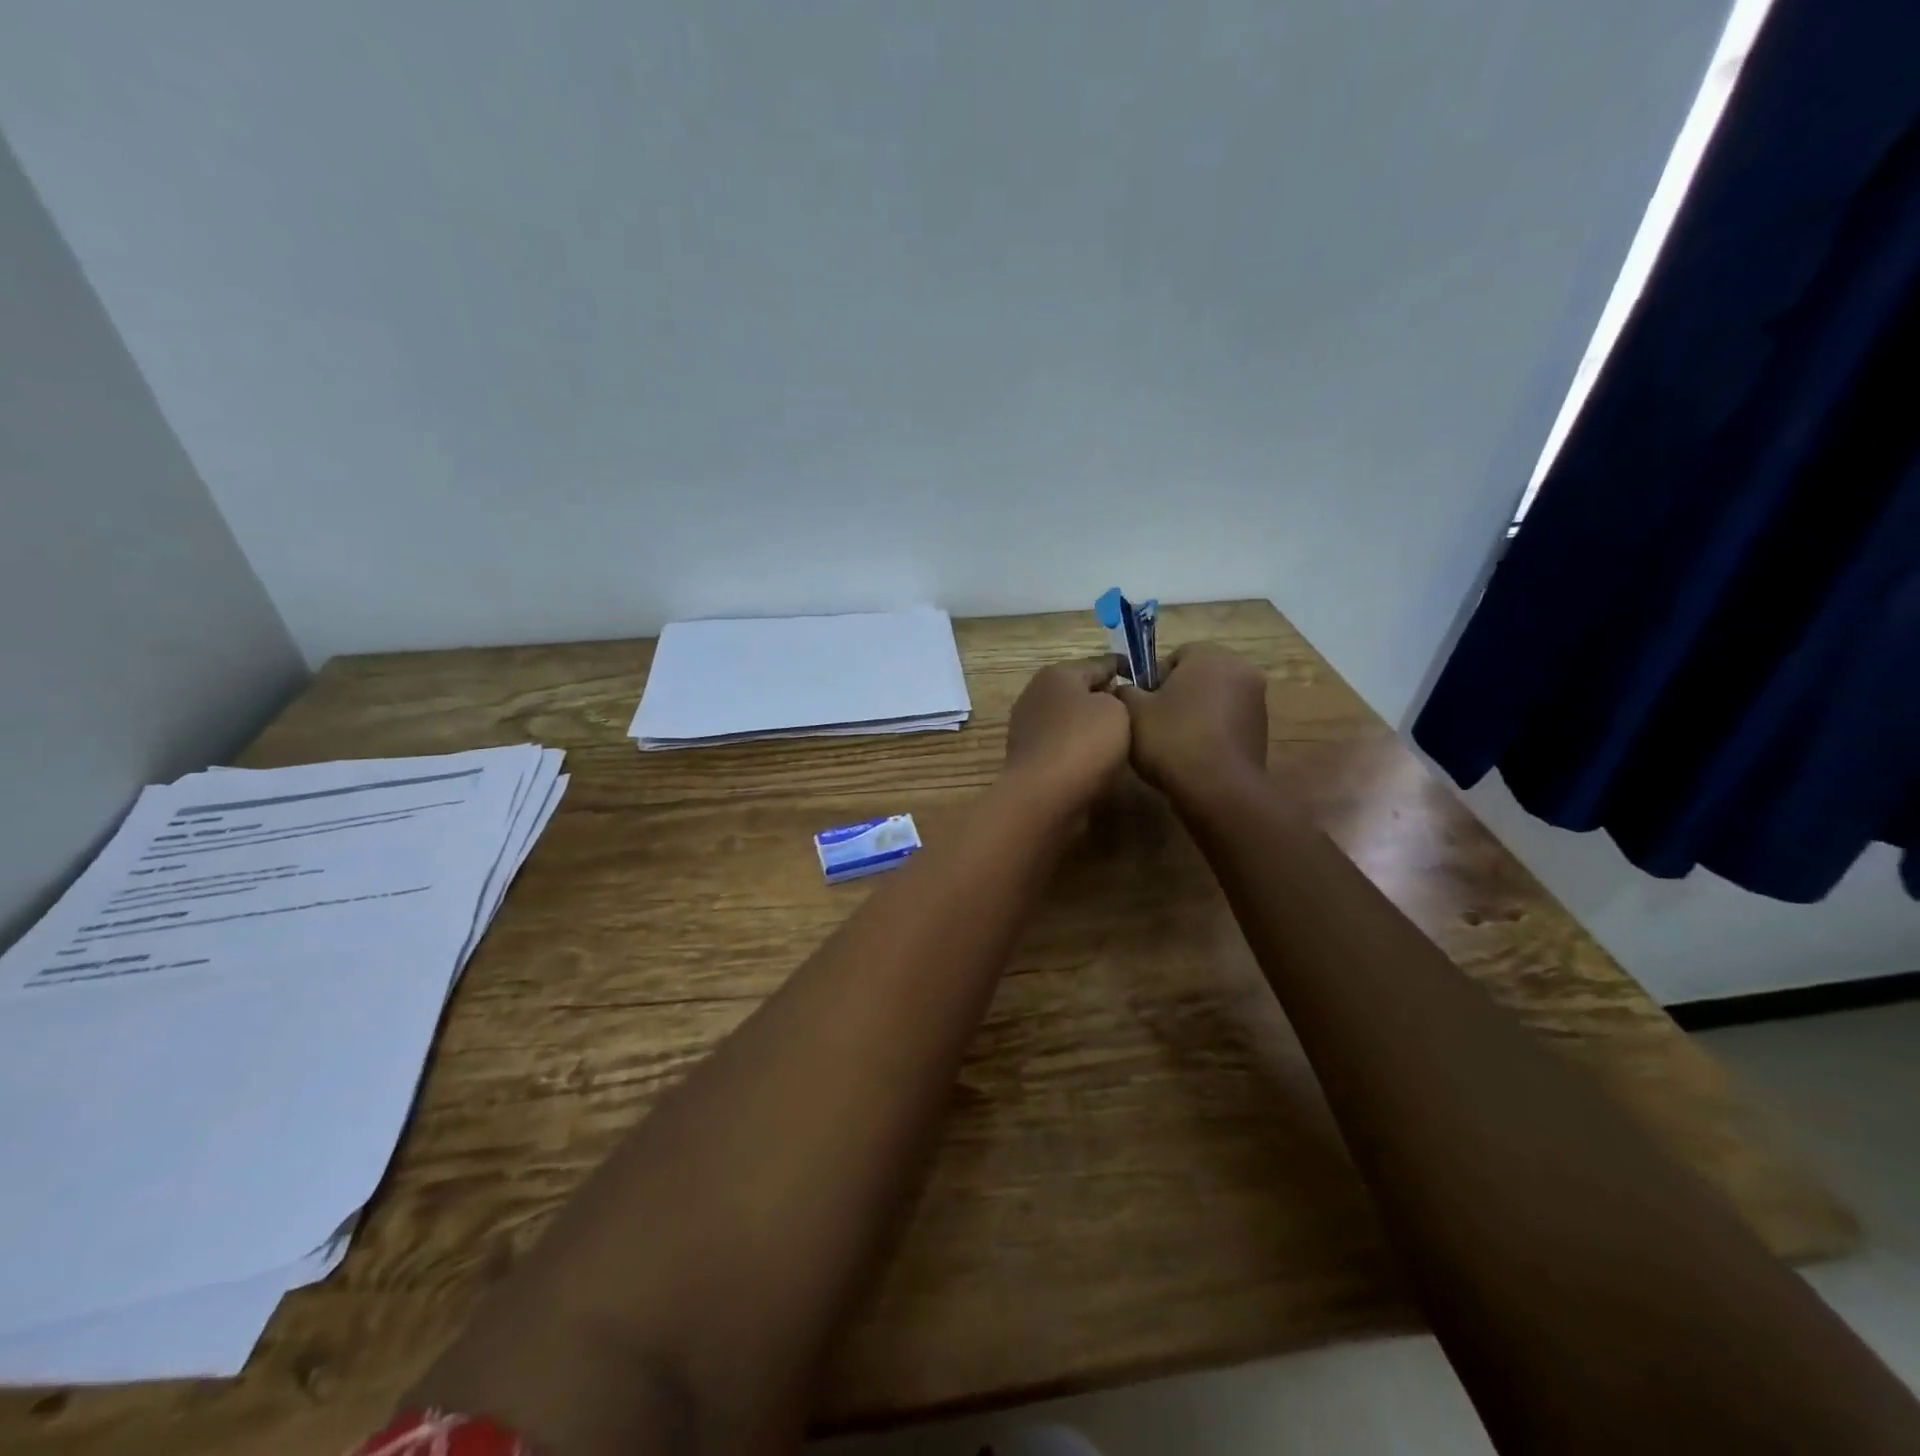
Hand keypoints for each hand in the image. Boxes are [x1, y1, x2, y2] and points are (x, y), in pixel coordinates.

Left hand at [1001, 656, 1131, 813]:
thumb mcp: (1117, 709)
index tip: (1149, 681)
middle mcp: (1036, 695)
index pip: (1100, 663)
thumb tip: (1106, 704)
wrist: (1044, 797)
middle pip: (1081, 692)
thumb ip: (1118, 697)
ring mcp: (1028, 729)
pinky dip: (1080, 751)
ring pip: (1071, 721)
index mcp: (1057, 674)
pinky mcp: (1029, 759)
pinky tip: (1099, 763)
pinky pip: (1063, 747)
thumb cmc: (1084, 743)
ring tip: (1124, 741)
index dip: (1126, 669)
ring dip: (1092, 728)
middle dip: (1107, 700)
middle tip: (1138, 714)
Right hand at [1113, 642, 1267, 800]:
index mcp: (1210, 655)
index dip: (1154, 679)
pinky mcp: (1262, 729)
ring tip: (1174, 742)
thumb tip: (1124, 689)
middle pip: (1198, 676)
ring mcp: (1257, 700)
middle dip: (1177, 694)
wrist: (1218, 789)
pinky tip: (1195, 754)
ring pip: (1214, 699)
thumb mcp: (1132, 712)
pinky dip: (1212, 731)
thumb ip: (1124, 691)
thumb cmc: (1172, 740)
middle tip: (1156, 723)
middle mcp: (1240, 669)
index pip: (1175, 656)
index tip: (1143, 705)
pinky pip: (1228, 721)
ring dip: (1196, 713)